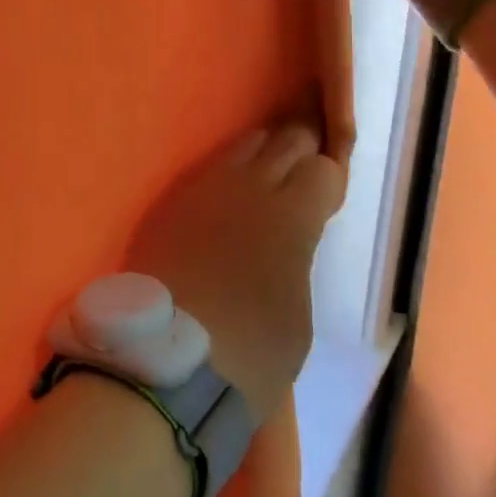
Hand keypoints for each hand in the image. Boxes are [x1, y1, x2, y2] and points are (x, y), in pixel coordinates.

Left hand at [123, 122, 345, 418]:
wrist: (167, 357)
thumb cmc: (249, 349)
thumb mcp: (297, 309)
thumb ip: (298, 255)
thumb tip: (288, 239)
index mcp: (291, 215)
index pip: (322, 168)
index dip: (328, 181)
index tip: (326, 200)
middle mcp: (250, 185)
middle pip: (285, 140)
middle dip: (301, 151)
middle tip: (303, 176)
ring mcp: (205, 186)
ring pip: (244, 144)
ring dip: (262, 154)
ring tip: (265, 181)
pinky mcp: (172, 197)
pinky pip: (209, 167)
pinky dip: (227, 174)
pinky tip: (226, 199)